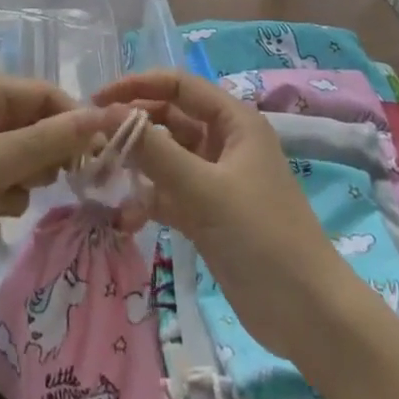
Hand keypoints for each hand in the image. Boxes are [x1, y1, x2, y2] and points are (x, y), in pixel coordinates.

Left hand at [0, 74, 108, 307]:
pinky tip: (2, 213)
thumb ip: (52, 139)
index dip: (76, 119)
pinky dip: (10, 194)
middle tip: (64, 181)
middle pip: (37, 122)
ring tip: (22, 197)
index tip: (101, 154)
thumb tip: (105, 116)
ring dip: (32, 174)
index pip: (47, 94)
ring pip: (24, 154)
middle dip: (54, 150)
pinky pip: (4, 179)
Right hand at [95, 70, 363, 361]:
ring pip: (167, 157)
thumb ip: (154, 151)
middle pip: (169, 118)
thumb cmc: (261, 236)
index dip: (137, 87)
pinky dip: (149, 200)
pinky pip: (170, 193)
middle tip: (91, 143)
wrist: (307, 313)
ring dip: (137, 165)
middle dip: (133, 127)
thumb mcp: (204, 190)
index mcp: (233, 120)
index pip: (178, 85)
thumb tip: (106, 115)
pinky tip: (126, 219)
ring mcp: (216, 178)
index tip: (96, 100)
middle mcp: (224, 141)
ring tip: (100, 177)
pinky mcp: (209, 213)